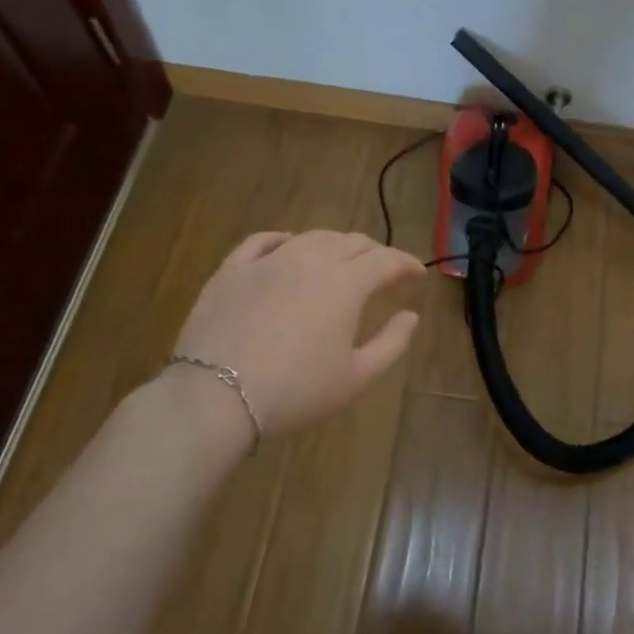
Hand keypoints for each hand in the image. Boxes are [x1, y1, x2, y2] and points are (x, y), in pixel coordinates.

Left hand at [166, 231, 426, 435]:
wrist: (216, 396)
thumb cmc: (296, 391)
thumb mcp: (356, 377)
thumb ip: (392, 343)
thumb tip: (411, 316)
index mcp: (346, 283)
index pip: (387, 260)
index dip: (407, 264)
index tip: (418, 275)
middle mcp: (311, 259)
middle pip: (352, 242)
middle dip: (375, 253)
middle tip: (384, 272)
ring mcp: (269, 260)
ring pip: (312, 237)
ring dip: (336, 245)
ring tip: (342, 262)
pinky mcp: (233, 269)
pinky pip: (263, 241)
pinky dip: (285, 240)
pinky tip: (288, 247)